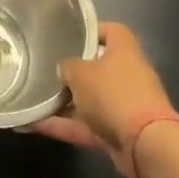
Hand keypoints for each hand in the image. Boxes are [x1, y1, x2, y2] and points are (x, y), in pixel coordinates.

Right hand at [30, 22, 178, 177]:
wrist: (146, 146)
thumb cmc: (114, 95)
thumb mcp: (81, 73)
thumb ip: (67, 67)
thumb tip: (64, 70)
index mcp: (124, 51)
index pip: (111, 31)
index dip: (91, 30)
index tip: (68, 35)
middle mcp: (127, 76)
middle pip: (98, 67)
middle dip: (72, 71)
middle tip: (45, 69)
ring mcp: (123, 106)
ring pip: (89, 100)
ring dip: (63, 102)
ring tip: (32, 99)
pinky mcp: (117, 133)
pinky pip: (85, 125)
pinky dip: (62, 126)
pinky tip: (33, 124)